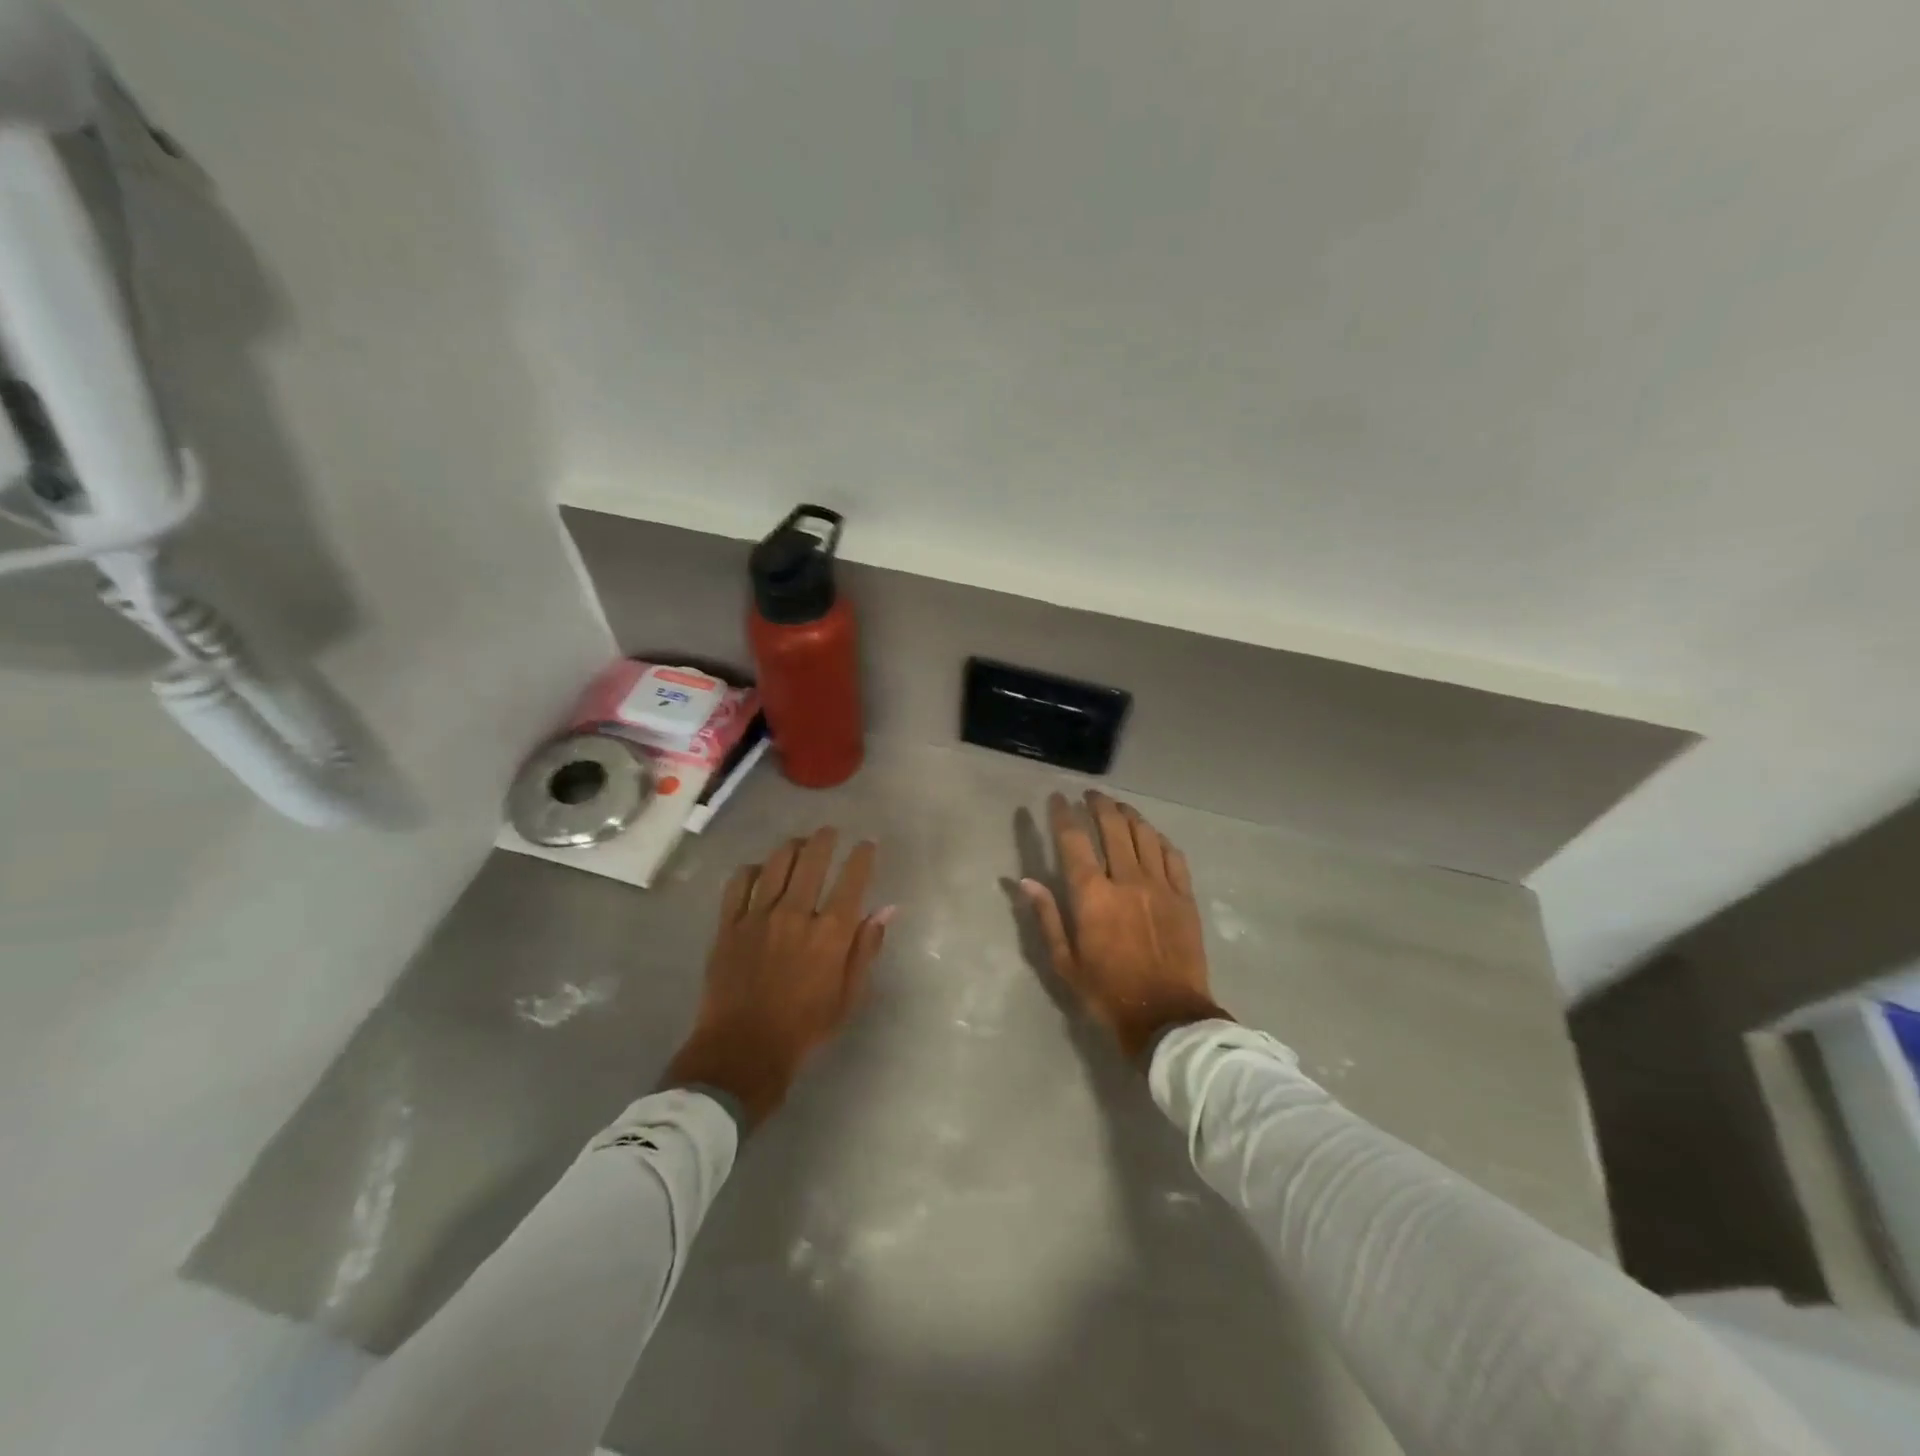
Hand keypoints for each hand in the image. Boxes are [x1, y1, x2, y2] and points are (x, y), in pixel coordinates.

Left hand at [666, 828, 893, 1129]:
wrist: (742, 1051)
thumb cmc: (804, 1028)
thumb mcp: (848, 995)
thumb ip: (867, 948)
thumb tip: (887, 910)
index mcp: (830, 933)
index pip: (852, 879)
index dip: (862, 856)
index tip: (867, 844)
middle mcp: (796, 914)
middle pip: (812, 859)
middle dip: (825, 838)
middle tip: (830, 832)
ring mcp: (758, 917)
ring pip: (776, 863)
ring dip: (791, 847)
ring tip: (798, 844)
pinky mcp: (729, 925)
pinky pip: (739, 882)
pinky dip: (753, 869)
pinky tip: (760, 870)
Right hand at [1022, 791, 1230, 1062]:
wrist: (1167, 1017)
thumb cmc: (1107, 993)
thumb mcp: (1065, 962)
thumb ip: (1046, 917)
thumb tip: (1025, 881)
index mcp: (1093, 896)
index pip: (1074, 841)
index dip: (1063, 814)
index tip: (1057, 799)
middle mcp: (1127, 880)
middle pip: (1113, 827)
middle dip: (1098, 805)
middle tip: (1090, 795)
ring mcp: (1161, 886)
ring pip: (1144, 835)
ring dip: (1129, 815)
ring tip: (1118, 807)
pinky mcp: (1185, 897)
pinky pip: (1173, 856)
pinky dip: (1159, 839)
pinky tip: (1151, 835)